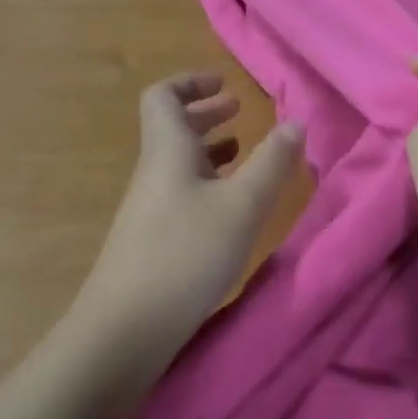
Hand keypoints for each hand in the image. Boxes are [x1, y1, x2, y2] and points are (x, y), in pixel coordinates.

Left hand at [80, 74, 304, 350]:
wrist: (120, 335)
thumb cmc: (184, 255)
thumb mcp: (242, 206)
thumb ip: (272, 162)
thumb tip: (297, 122)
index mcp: (168, 149)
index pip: (162, 96)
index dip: (190, 82)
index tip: (224, 85)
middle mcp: (154, 171)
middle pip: (171, 127)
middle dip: (206, 113)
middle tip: (238, 111)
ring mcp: (148, 208)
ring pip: (178, 161)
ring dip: (208, 148)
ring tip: (241, 153)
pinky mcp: (150, 241)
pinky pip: (179, 192)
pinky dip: (205, 184)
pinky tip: (228, 207)